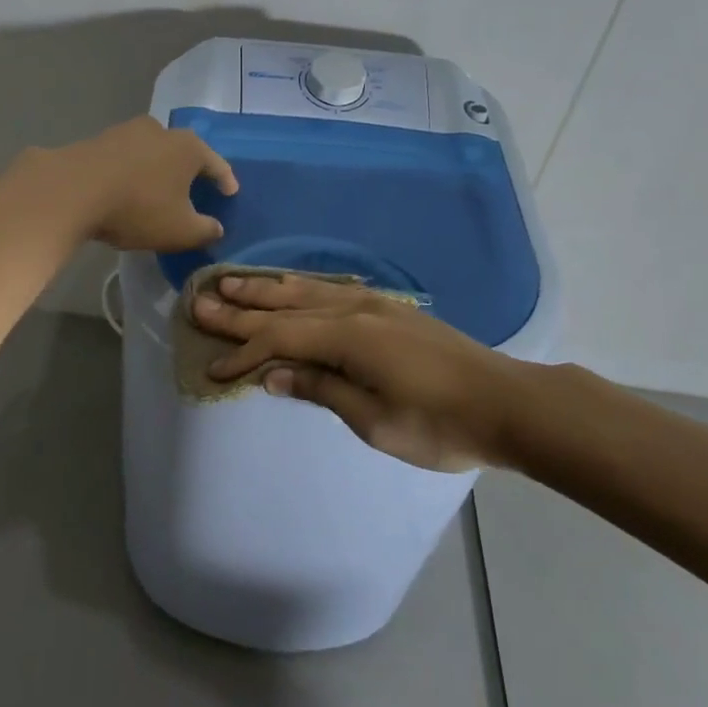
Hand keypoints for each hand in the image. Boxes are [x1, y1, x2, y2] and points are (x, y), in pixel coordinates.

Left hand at [51, 116, 237, 251]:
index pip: (216, 163)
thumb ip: (205, 230)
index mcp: (188, 147)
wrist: (71, 190)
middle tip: (193, 189)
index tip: (230, 192)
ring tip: (157, 190)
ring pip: (152, 152)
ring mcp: (127, 131)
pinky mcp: (98, 140)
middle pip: (183, 152)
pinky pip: (126, 158)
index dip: (226, 180)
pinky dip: (132, 171)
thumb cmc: (137, 208)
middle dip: (189, 171)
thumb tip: (216, 228)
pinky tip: (127, 188)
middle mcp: (160, 130)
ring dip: (157, 170)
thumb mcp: (180, 230)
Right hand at [192, 273, 546, 471]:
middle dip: (241, 307)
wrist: (507, 402)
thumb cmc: (440, 423)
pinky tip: (288, 287)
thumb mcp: (375, 421)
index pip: (279, 339)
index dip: (243, 354)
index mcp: (347, 337)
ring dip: (265, 289)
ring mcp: (372, 305)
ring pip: (305, 291)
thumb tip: (272, 375)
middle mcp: (353, 310)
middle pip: (284, 306)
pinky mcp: (387, 309)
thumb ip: (321, 389)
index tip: (213, 369)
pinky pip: (328, 291)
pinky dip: (298, 289)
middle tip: (199, 300)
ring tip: (230, 283)